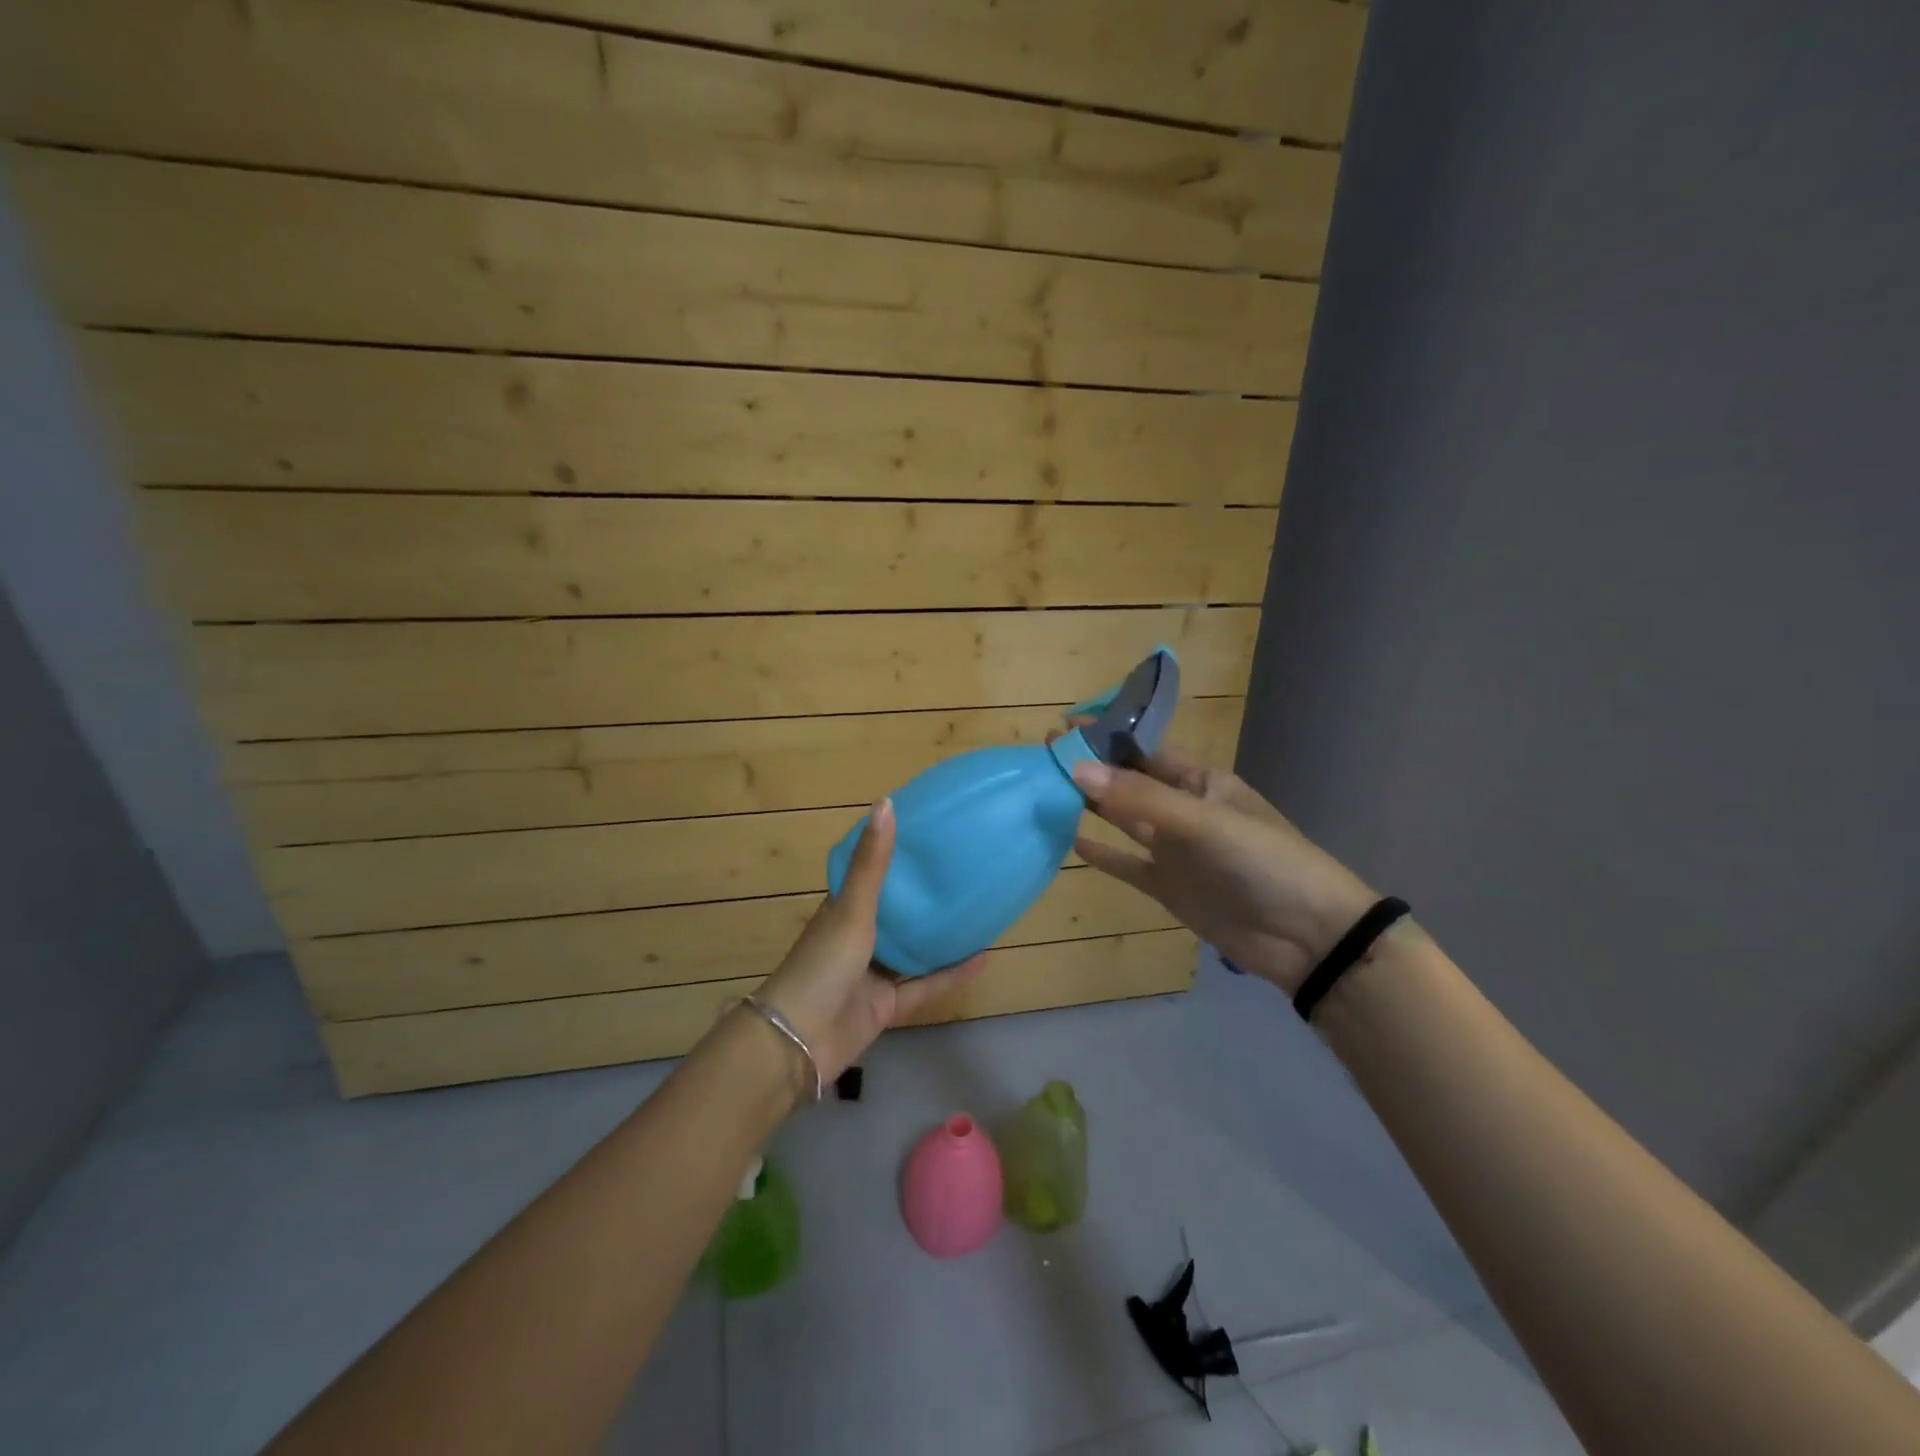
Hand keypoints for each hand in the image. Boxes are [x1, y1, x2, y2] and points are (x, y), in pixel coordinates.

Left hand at [752, 798, 986, 1088]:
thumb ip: (873, 863)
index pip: (870, 875)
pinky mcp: (886, 1007)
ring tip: (978, 911)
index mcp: (842, 911)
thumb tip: (888, 802)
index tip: (929, 835)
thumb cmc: (823, 964)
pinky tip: (983, 958)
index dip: (895, 856)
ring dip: (940, 936)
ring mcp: (871, 975)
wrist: (799, 1042)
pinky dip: (951, 975)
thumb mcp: (852, 909)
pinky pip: (924, 986)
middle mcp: (857, 939)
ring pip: (912, 950)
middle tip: (963, 870)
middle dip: (924, 897)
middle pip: (895, 913)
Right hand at [1070, 748, 1375, 994]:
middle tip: (1043, 755)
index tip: (1063, 729)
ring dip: (1089, 805)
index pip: (1144, 750)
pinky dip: (1100, 853)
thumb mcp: (1204, 823)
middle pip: (1128, 782)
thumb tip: (1077, 770)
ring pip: (1122, 819)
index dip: (1106, 737)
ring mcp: (1173, 849)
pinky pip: (1126, 863)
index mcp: (1200, 782)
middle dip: (1090, 768)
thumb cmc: (1264, 862)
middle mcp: (1182, 809)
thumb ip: (1141, 798)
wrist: (1308, 938)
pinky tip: (1070, 841)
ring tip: (1046, 789)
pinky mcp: (1167, 886)